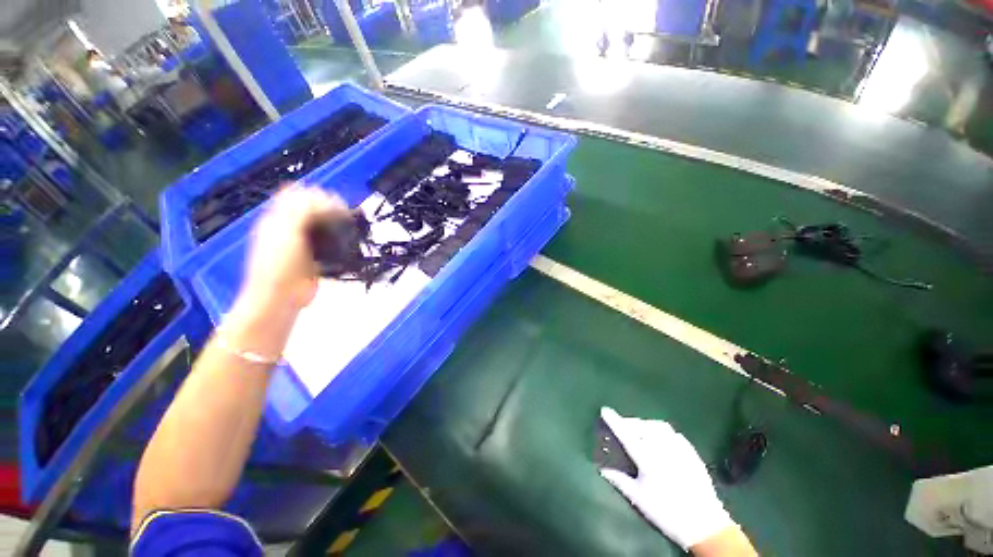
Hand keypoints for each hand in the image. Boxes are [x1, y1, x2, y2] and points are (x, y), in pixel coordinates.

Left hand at [239, 185, 346, 314]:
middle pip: (312, 208)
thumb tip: (325, 199)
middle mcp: (290, 227)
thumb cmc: (279, 262)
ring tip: (349, 226)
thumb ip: (302, 210)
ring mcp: (303, 242)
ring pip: (322, 224)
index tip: (335, 203)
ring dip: (335, 222)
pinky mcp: (316, 256)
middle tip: (345, 215)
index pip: (297, 194)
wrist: (281, 296)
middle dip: (329, 207)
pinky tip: (348, 240)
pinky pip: (328, 241)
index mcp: (277, 218)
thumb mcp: (286, 231)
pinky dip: (338, 238)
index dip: (316, 195)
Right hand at [600, 407, 734, 550]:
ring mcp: (679, 449)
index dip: (614, 421)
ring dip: (646, 424)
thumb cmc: (667, 513)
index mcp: (648, 459)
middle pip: (642, 426)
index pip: (626, 434)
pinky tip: (660, 439)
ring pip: (658, 426)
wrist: (704, 525)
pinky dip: (662, 431)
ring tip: (640, 430)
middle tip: (623, 426)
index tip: (605, 410)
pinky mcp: (692, 453)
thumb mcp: (639, 499)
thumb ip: (620, 481)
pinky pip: (673, 433)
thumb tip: (602, 470)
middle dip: (630, 422)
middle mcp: (663, 448)